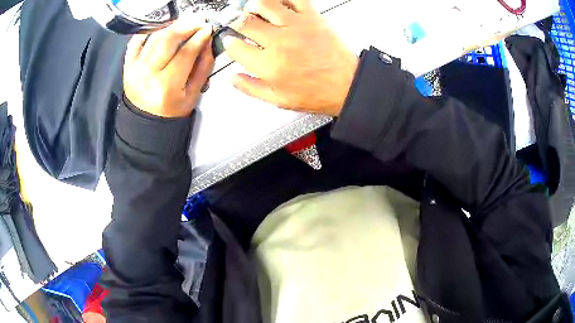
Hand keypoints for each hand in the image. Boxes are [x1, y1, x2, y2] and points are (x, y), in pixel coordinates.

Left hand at [123, 18, 213, 117]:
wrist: (145, 122)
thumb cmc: (171, 111)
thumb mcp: (193, 95)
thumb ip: (202, 67)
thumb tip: (207, 42)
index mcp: (166, 87)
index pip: (185, 54)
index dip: (199, 38)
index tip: (208, 28)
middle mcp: (147, 75)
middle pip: (167, 41)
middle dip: (186, 26)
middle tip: (198, 21)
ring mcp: (134, 69)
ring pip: (154, 37)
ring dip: (171, 26)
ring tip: (184, 23)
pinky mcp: (127, 65)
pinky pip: (136, 41)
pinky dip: (149, 31)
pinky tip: (161, 28)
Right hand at [224, 0, 358, 115]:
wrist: (347, 84)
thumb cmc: (317, 92)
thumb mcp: (278, 100)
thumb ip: (250, 88)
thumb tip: (232, 78)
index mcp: (269, 65)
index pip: (235, 47)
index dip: (229, 44)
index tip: (231, 42)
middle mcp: (279, 42)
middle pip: (245, 22)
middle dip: (236, 22)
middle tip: (239, 24)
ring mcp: (296, 26)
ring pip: (264, 4)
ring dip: (253, 5)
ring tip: (253, 10)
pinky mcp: (312, 17)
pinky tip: (278, 4)